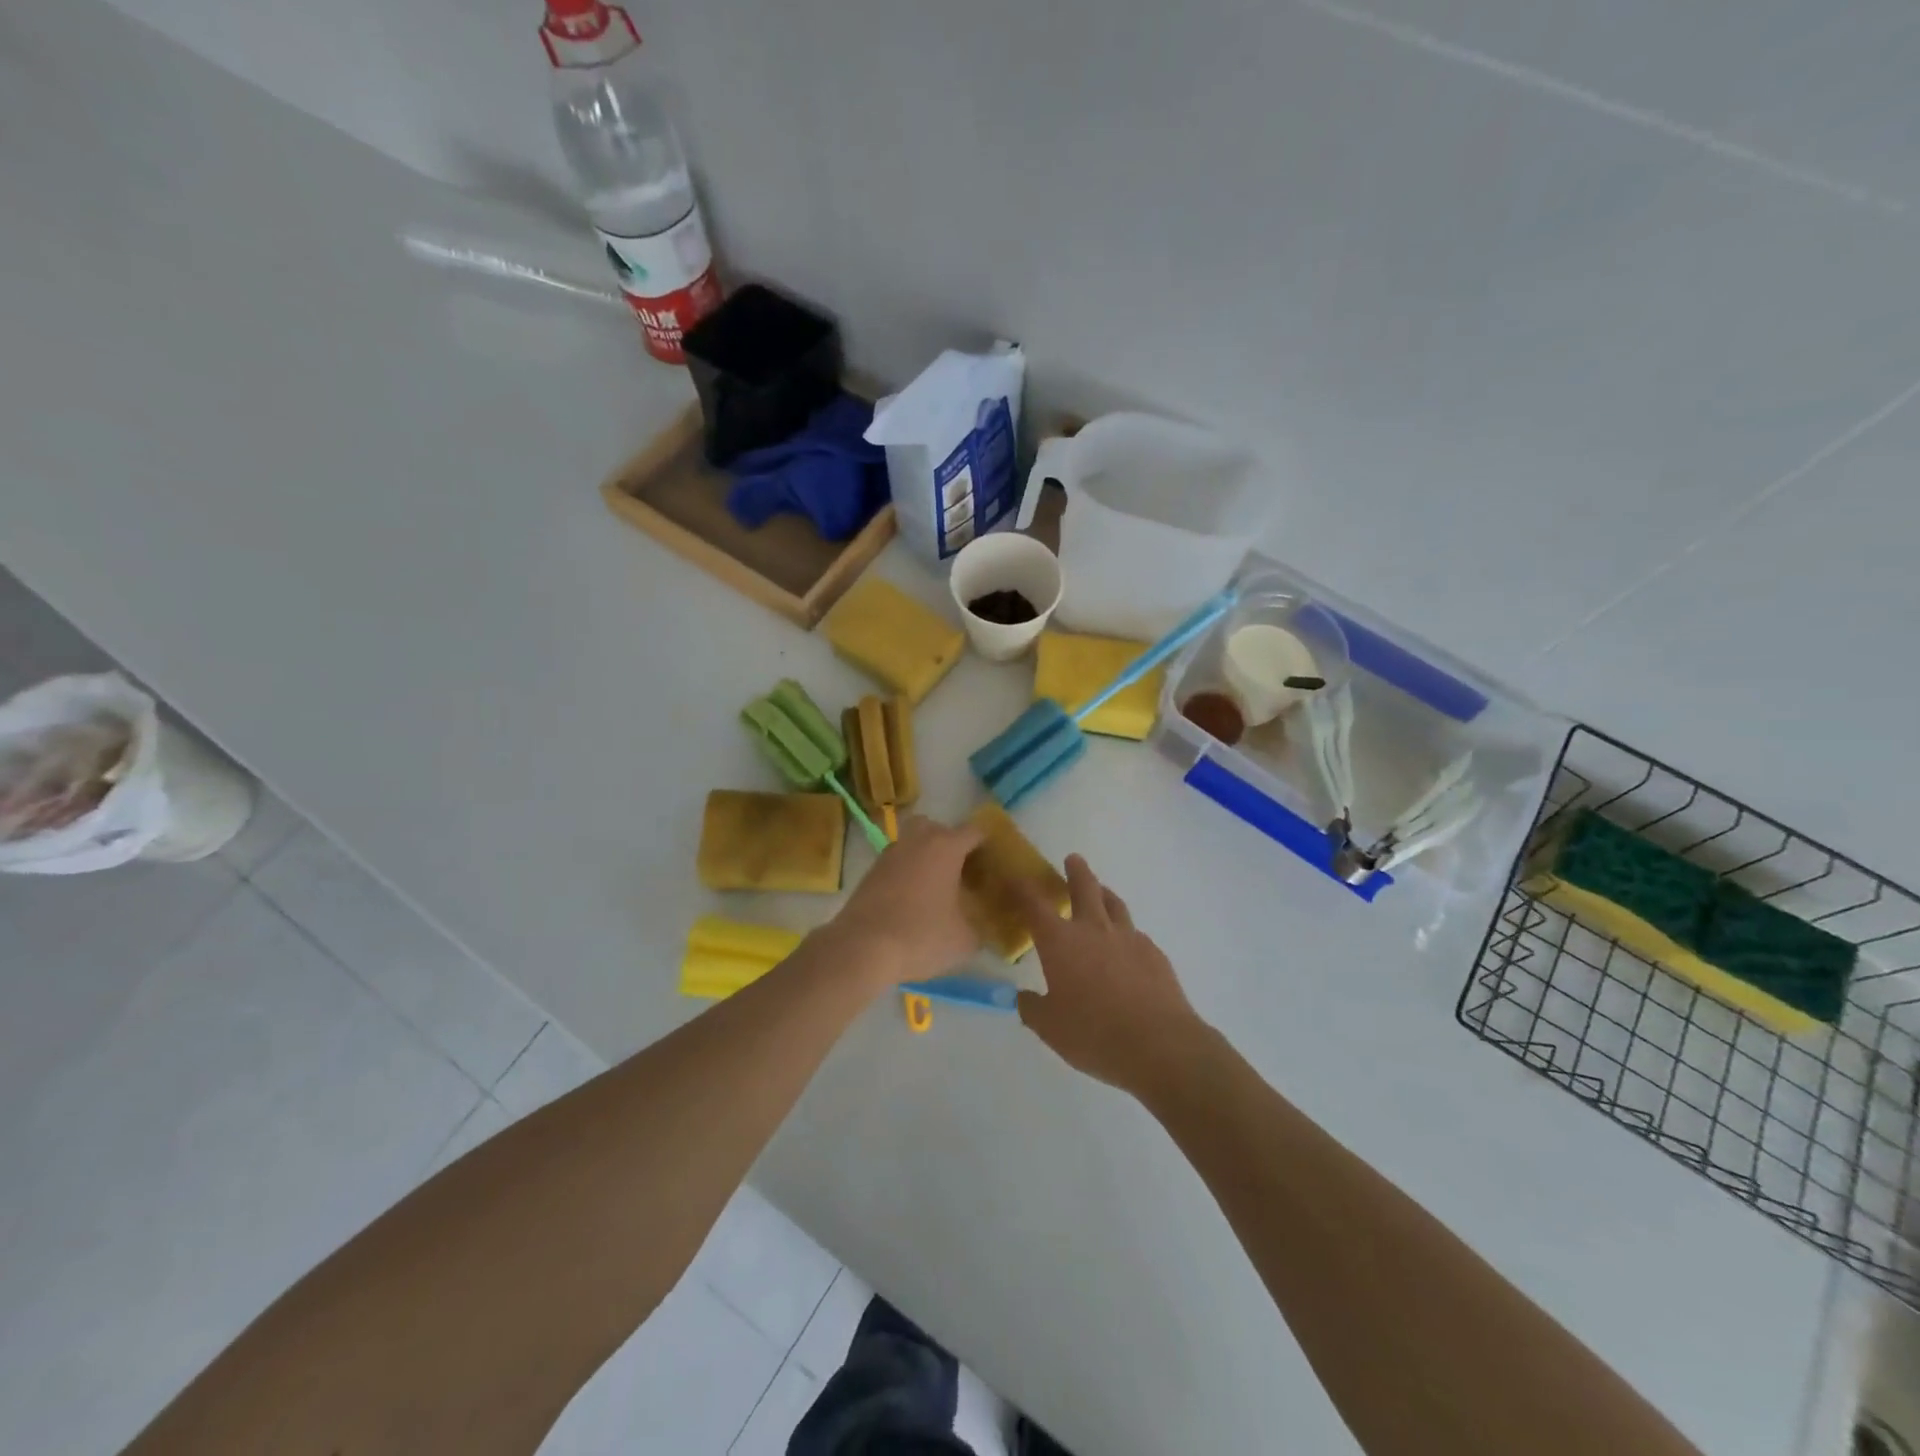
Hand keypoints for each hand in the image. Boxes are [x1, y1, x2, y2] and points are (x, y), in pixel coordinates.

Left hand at [827, 813, 985, 988]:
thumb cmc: (921, 936)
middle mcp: (918, 840)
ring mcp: (890, 852)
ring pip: (914, 842)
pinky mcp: (871, 870)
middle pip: (939, 828)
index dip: (988, 846)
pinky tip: (913, 900)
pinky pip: (898, 861)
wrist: (862, 947)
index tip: (995, 865)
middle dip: (952, 845)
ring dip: (926, 857)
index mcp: (946, 846)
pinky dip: (907, 872)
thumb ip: (980, 927)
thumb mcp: (965, 939)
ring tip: (937, 888)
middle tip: (962, 873)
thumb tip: (982, 926)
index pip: (975, 832)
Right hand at [1014, 855, 1207, 1097]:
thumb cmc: (1095, 1034)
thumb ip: (1033, 1009)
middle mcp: (1093, 929)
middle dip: (1075, 871)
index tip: (1013, 877)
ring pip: (1114, 904)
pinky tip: (1125, 946)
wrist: (1160, 1044)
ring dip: (1104, 893)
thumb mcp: (1051, 1028)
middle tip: (1073, 860)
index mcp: (1060, 942)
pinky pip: (1135, 933)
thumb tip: (1023, 997)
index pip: (1033, 904)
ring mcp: (1128, 938)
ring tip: (1101, 891)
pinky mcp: (1154, 953)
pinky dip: (1125, 932)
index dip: (1021, 888)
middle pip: (1083, 887)